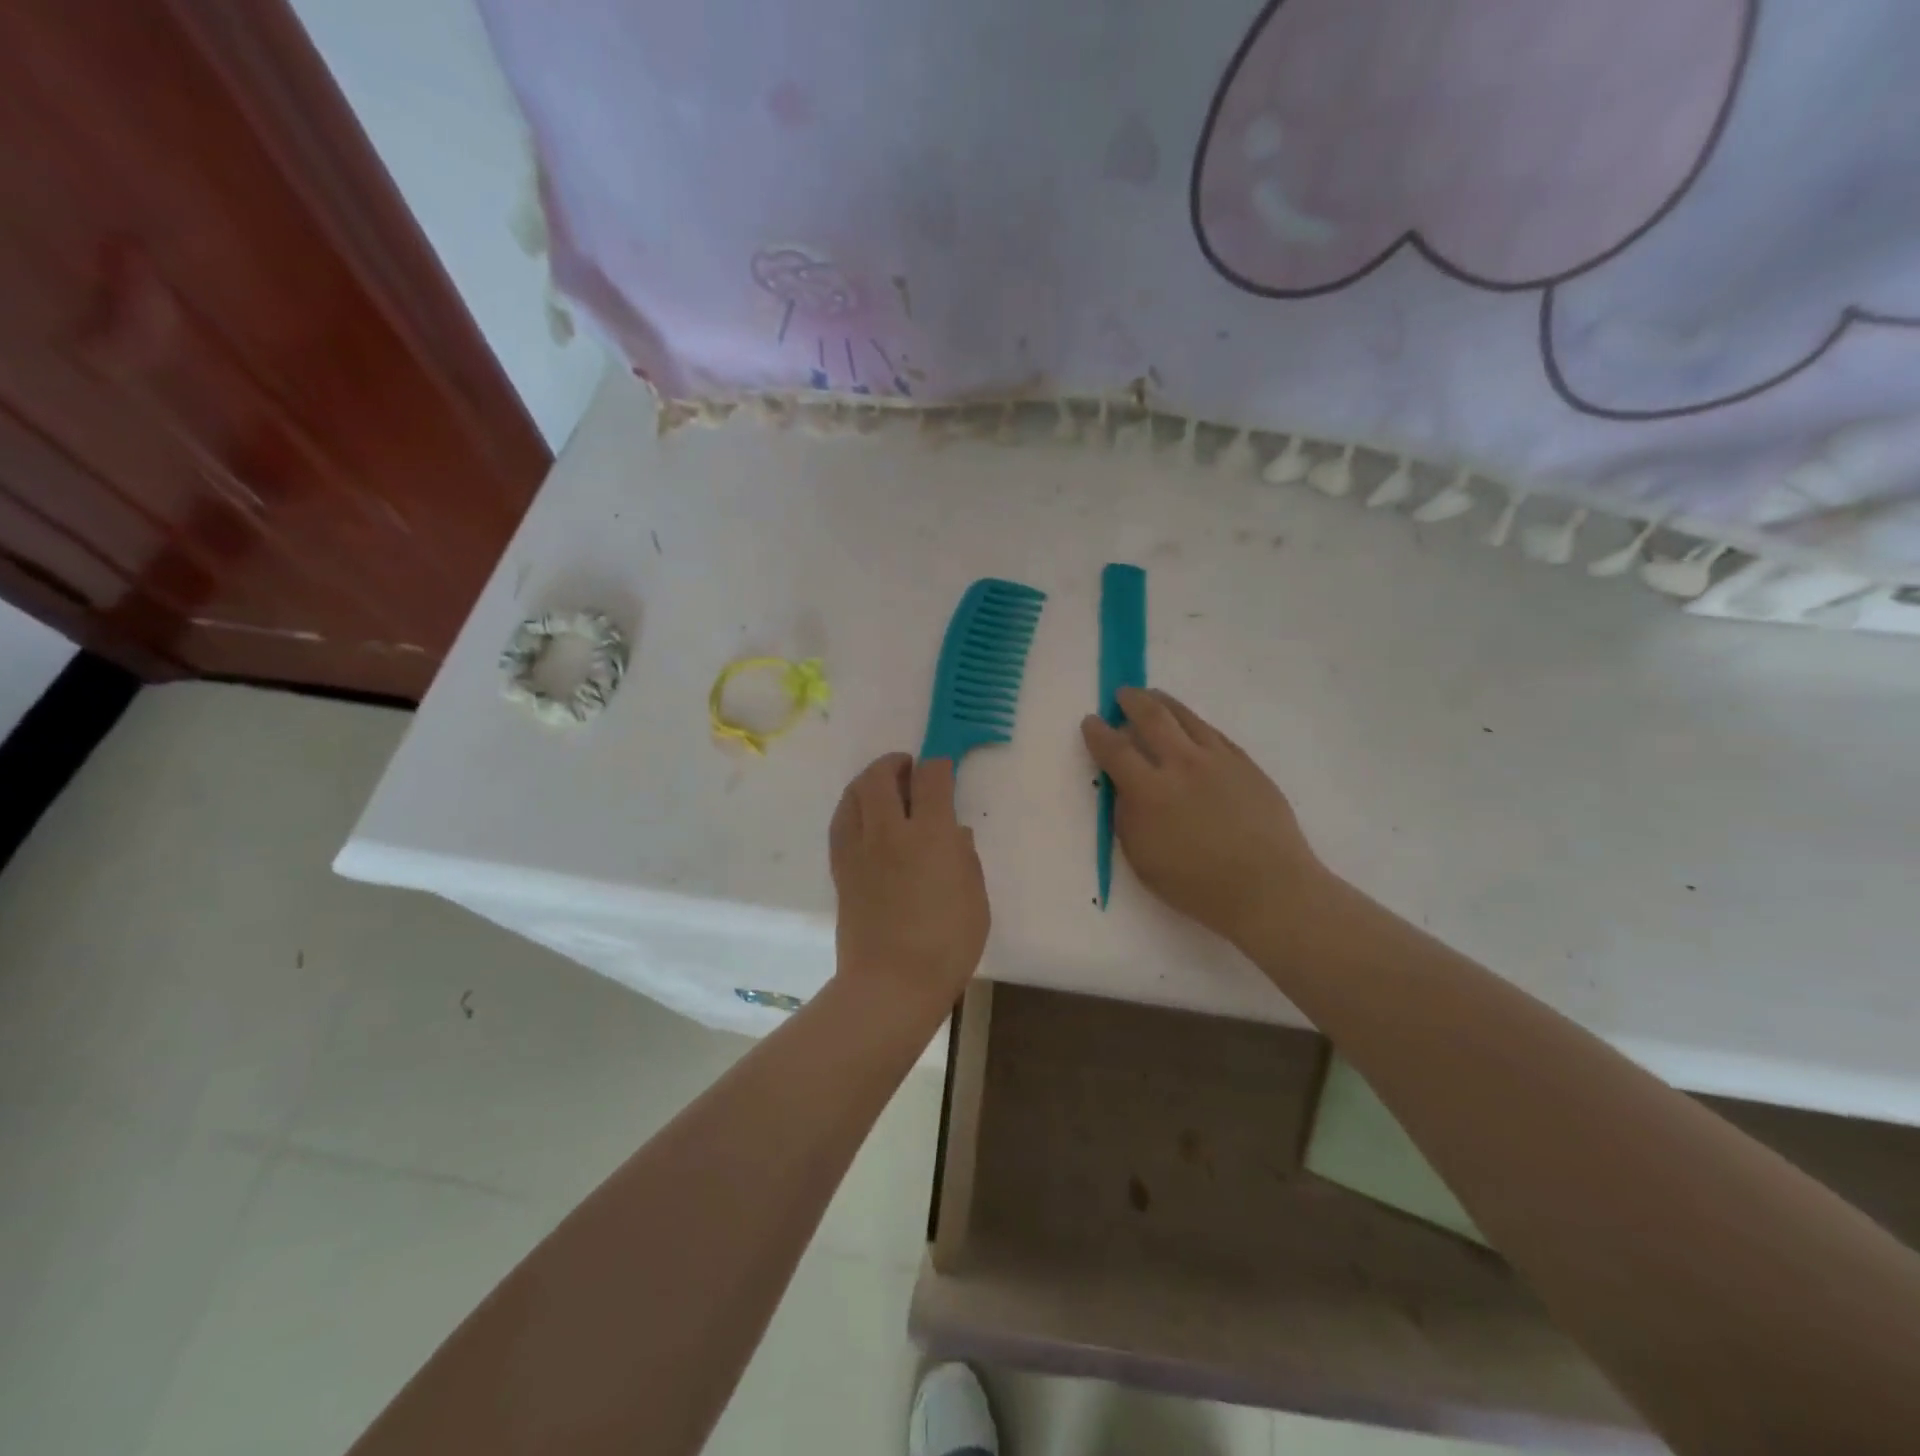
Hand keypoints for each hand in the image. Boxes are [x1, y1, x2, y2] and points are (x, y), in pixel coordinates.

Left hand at [829, 753, 989, 1014]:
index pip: (931, 778)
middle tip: (909, 769)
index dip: (939, 765)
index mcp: (930, 835)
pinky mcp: (840, 868)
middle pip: (881, 776)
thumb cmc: (946, 945)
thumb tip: (954, 833)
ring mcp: (858, 849)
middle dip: (896, 763)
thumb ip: (965, 859)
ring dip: (869, 780)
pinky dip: (853, 807)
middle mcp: (889, 831)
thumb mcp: (976, 900)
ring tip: (884, 787)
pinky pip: (841, 822)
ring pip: (853, 794)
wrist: (890, 984)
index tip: (944, 769)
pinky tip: (864, 818)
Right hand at [1081, 688, 1328, 949]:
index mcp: (1150, 791)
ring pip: (1186, 718)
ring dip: (1164, 703)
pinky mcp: (1245, 764)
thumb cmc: (1197, 885)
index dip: (1098, 732)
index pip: (1115, 750)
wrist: (1268, 888)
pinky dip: (1194, 723)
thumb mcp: (1143, 860)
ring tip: (1153, 697)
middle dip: (1132, 701)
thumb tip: (1125, 788)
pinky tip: (1190, 725)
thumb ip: (1127, 817)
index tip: (1090, 721)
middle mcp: (1182, 765)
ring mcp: (1218, 760)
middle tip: (1122, 695)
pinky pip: (1213, 732)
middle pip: (1152, 718)